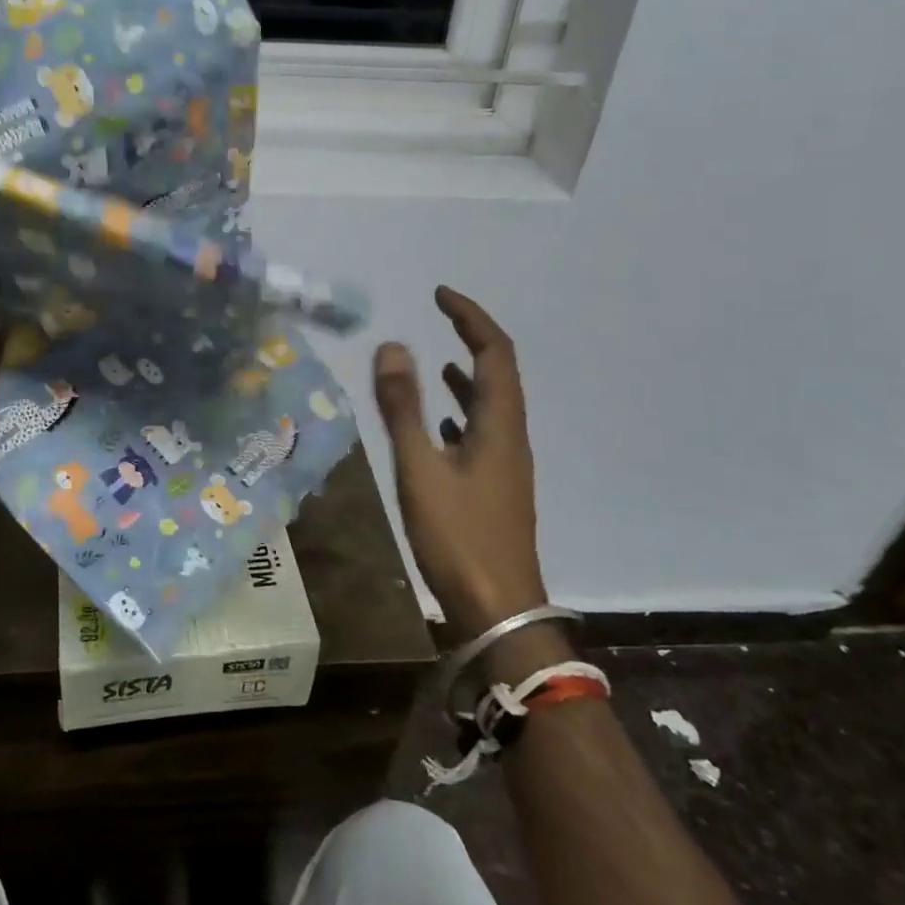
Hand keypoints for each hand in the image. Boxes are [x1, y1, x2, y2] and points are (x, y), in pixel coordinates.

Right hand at [372, 287, 546, 633]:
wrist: (498, 609)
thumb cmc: (457, 537)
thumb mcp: (420, 469)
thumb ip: (402, 408)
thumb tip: (393, 346)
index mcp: (499, 424)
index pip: (495, 351)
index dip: (471, 317)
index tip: (440, 294)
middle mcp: (510, 436)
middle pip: (500, 372)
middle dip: (472, 337)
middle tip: (440, 316)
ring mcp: (506, 464)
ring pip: (493, 404)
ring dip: (470, 375)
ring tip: (440, 361)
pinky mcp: (496, 487)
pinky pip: (484, 433)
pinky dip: (464, 413)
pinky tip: (442, 425)